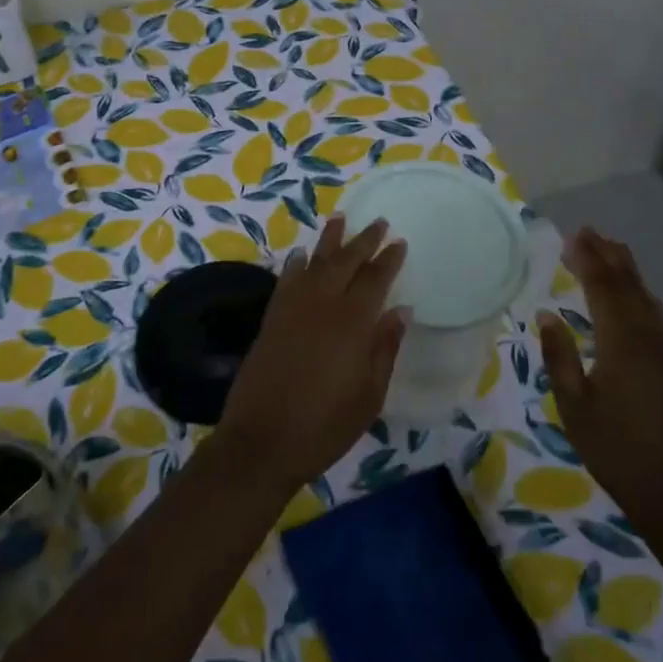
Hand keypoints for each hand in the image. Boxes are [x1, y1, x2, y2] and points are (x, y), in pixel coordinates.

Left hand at [215, 216, 408, 492]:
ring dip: (328, 241)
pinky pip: (286, 280)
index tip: (399, 242)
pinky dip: (296, 264)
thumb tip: (400, 310)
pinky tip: (301, 255)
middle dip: (362, 240)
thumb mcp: (369, 395)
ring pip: (314, 263)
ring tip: (339, 219)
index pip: (375, 280)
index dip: (388, 259)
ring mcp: (292, 310)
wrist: (262, 441)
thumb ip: (384, 348)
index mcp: (352, 323)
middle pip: (344, 262)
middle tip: (376, 222)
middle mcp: (321, 305)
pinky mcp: (270, 320)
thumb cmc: (325, 425)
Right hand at [538, 226, 662, 533]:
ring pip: (644, 296)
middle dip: (608, 256)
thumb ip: (559, 356)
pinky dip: (638, 292)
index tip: (572, 236)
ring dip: (625, 270)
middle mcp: (647, 337)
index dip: (588, 260)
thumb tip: (546, 313)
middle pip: (628, 285)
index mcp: (622, 342)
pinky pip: (653, 312)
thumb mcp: (573, 404)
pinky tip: (631, 294)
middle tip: (587, 232)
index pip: (603, 288)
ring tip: (607, 250)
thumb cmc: (614, 447)